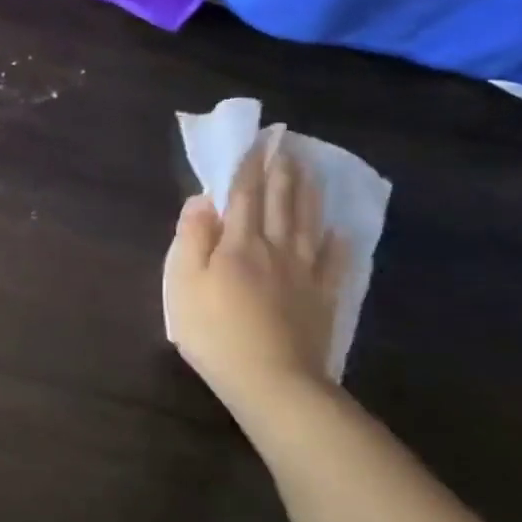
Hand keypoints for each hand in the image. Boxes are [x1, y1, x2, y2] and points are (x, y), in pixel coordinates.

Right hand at [165, 140, 347, 411]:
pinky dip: (337, 240)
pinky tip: (338, 229)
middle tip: (285, 145)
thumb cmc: (213, 331)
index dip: (247, 168)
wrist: (270, 379)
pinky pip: (334, 260)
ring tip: (310, 170)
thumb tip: (203, 200)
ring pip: (308, 223)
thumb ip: (191, 238)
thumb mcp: (183, 283)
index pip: (243, 196)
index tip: (255, 142)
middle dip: (281, 172)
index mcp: (238, 244)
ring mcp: (304, 273)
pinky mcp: (323, 297)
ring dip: (308, 193)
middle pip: (280, 203)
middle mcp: (275, 249)